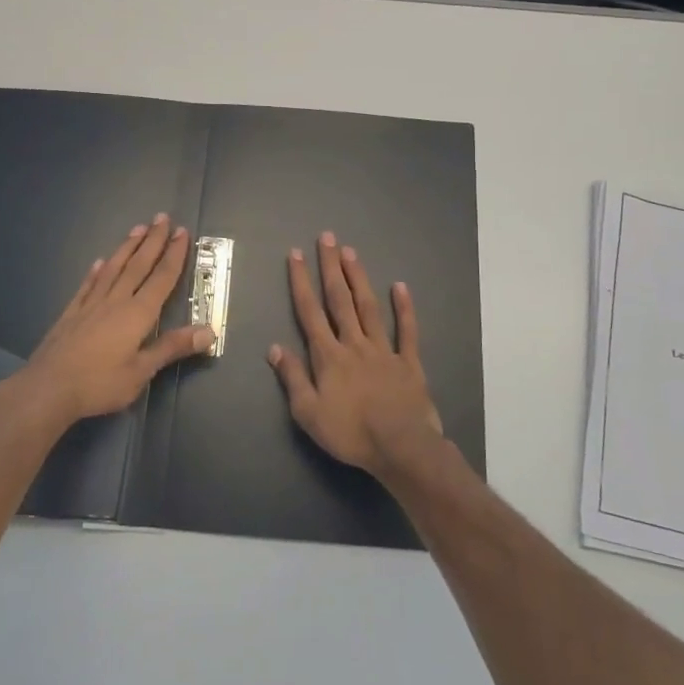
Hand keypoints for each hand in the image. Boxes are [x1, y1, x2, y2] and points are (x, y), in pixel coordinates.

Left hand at [6, 214, 213, 425]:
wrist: (47, 388)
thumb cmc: (99, 383)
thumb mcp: (141, 371)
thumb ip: (172, 347)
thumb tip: (210, 331)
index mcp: (137, 314)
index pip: (161, 278)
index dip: (174, 255)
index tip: (181, 232)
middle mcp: (116, 301)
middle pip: (138, 265)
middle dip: (153, 241)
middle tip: (162, 217)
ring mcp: (90, 305)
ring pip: (113, 268)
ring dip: (127, 247)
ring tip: (137, 228)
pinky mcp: (71, 313)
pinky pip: (88, 285)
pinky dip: (96, 271)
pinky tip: (100, 262)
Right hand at [269, 232, 443, 474]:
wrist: (400, 446)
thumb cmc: (350, 433)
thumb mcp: (308, 413)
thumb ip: (293, 378)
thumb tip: (275, 348)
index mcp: (328, 356)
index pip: (309, 312)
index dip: (301, 281)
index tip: (295, 254)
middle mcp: (354, 344)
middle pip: (339, 299)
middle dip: (331, 267)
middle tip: (327, 238)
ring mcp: (383, 350)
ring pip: (368, 307)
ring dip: (358, 278)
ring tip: (351, 252)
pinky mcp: (409, 362)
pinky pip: (407, 331)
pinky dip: (403, 308)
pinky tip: (400, 286)